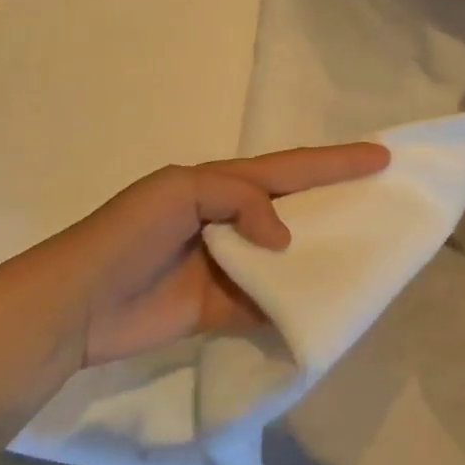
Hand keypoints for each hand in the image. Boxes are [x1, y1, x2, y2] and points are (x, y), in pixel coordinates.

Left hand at [26, 143, 390, 365]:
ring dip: (320, 257)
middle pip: (294, 209)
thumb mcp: (179, 191)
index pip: (288, 168)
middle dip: (337, 203)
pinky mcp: (220, 307)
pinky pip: (267, 302)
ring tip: (368, 257)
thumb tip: (283, 238)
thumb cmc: (128, 235)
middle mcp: (229, 219)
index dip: (335, 162)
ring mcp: (227, 265)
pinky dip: (293, 304)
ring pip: (286, 257)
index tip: (381, 157)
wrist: (79, 303)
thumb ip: (238, 199)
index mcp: (219, 184)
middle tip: (385, 203)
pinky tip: (326, 306)